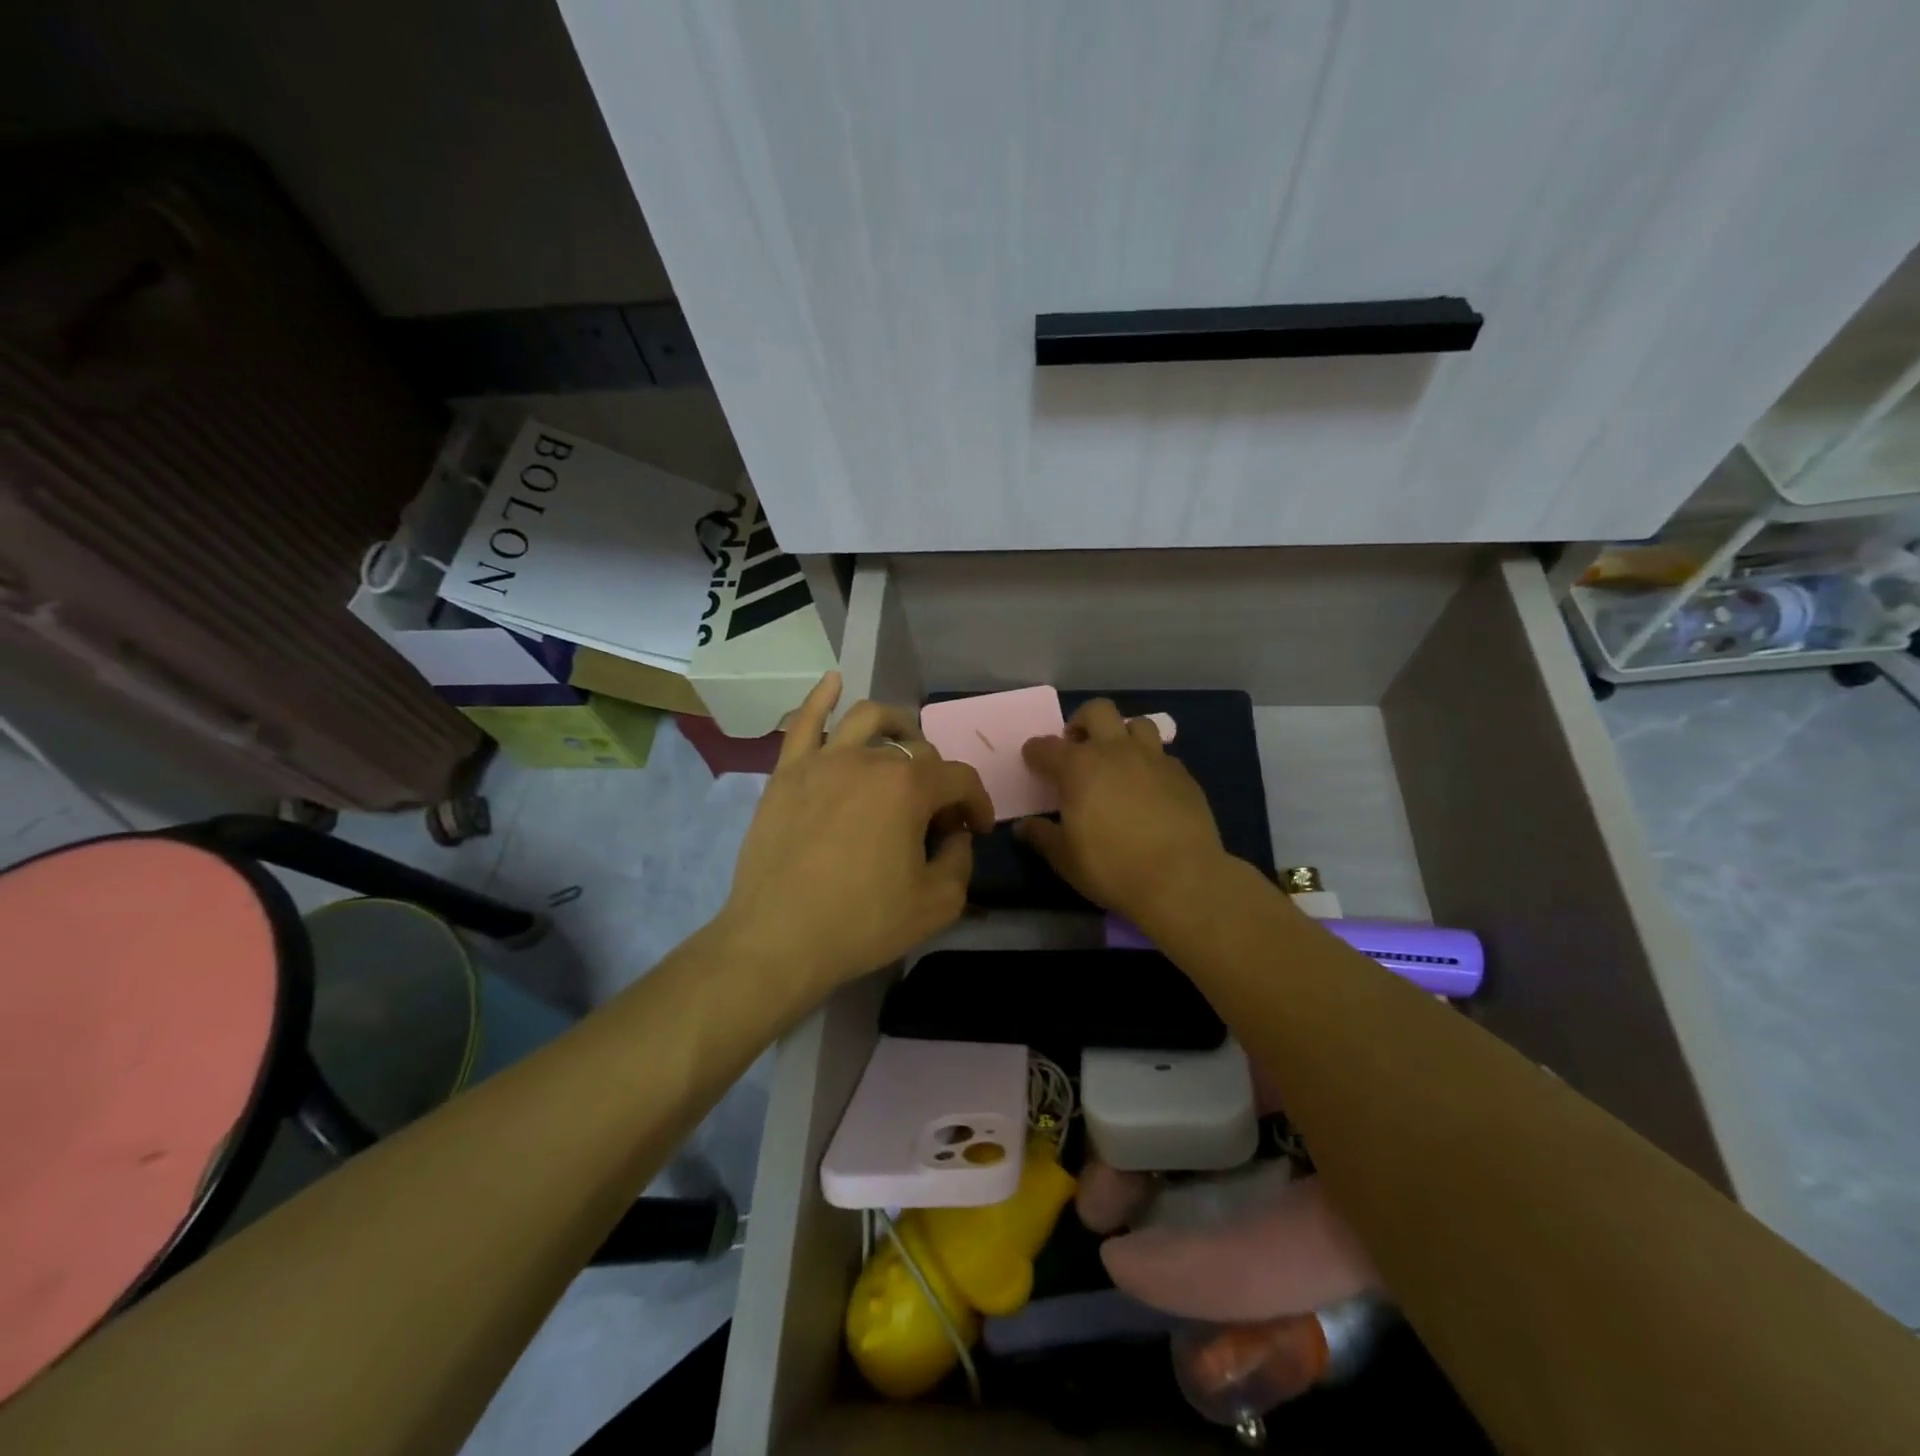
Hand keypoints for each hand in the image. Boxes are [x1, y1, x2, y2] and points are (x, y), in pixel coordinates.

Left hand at [716, 672, 992, 999]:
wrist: (779, 939)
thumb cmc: (863, 922)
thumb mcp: (937, 904)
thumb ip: (960, 860)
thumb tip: (954, 835)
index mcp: (910, 787)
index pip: (961, 780)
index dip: (978, 804)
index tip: (976, 830)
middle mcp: (870, 759)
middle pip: (918, 752)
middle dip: (939, 780)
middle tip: (935, 816)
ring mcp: (823, 760)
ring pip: (867, 719)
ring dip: (896, 726)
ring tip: (902, 744)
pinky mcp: (787, 772)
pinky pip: (805, 722)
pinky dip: (821, 697)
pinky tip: (833, 681)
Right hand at [1018, 698, 1228, 927]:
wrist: (1181, 879)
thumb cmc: (1112, 867)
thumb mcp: (1065, 858)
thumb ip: (1042, 836)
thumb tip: (1023, 827)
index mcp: (1078, 767)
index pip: (1047, 747)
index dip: (1036, 751)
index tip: (1033, 760)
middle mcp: (1115, 751)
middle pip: (1097, 711)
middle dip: (1082, 722)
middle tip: (1078, 747)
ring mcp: (1153, 758)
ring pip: (1137, 723)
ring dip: (1122, 734)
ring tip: (1117, 760)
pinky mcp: (1183, 774)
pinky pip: (1162, 754)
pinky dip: (1149, 762)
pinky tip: (1149, 787)